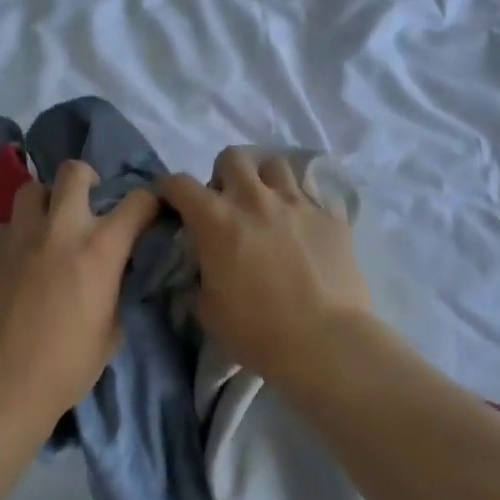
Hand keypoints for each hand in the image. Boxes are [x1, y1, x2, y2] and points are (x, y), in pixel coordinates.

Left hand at [0, 159, 159, 429]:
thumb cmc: (64, 366)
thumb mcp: (110, 332)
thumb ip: (114, 292)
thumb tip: (111, 279)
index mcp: (100, 248)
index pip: (138, 201)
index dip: (150, 202)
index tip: (149, 213)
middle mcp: (61, 228)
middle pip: (74, 172)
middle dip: (87, 179)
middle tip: (88, 203)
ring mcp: (19, 235)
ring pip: (32, 188)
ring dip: (46, 201)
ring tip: (48, 225)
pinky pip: (5, 224)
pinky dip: (17, 232)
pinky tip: (19, 257)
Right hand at [157, 148, 371, 378]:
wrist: (325, 342)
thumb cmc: (257, 331)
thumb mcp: (207, 311)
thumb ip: (198, 280)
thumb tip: (200, 271)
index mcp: (216, 220)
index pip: (180, 184)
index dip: (169, 188)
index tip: (170, 200)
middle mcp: (254, 199)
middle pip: (232, 157)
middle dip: (223, 174)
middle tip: (227, 202)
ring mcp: (296, 203)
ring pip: (275, 164)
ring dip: (264, 180)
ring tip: (267, 206)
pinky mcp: (329, 216)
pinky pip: (310, 195)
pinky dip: (298, 205)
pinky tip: (301, 229)